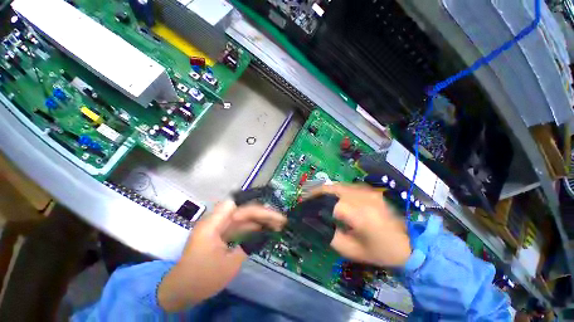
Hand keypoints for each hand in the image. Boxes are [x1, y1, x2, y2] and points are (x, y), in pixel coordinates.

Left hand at [158, 200, 285, 311]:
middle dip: (264, 214)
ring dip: (261, 220)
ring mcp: (220, 226)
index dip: (257, 209)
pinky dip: (253, 227)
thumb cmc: (202, 278)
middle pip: (245, 211)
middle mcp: (217, 220)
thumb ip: (246, 245)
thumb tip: (261, 233)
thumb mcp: (228, 265)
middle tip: (281, 220)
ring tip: (277, 224)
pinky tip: (265, 229)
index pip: (239, 207)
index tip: (272, 217)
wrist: (181, 289)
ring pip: (245, 217)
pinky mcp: (222, 232)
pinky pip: (241, 225)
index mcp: (214, 224)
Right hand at [311, 184, 410, 266]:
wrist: (409, 244)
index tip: (304, 205)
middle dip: (317, 191)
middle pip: (333, 188)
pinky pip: (348, 186)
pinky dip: (337, 189)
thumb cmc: (379, 251)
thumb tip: (315, 223)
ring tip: (316, 196)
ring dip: (326, 189)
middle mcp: (363, 198)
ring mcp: (368, 192)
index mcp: (358, 214)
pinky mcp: (371, 191)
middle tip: (307, 197)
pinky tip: (332, 195)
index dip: (314, 202)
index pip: (329, 202)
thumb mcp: (350, 250)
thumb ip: (330, 236)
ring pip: (339, 185)